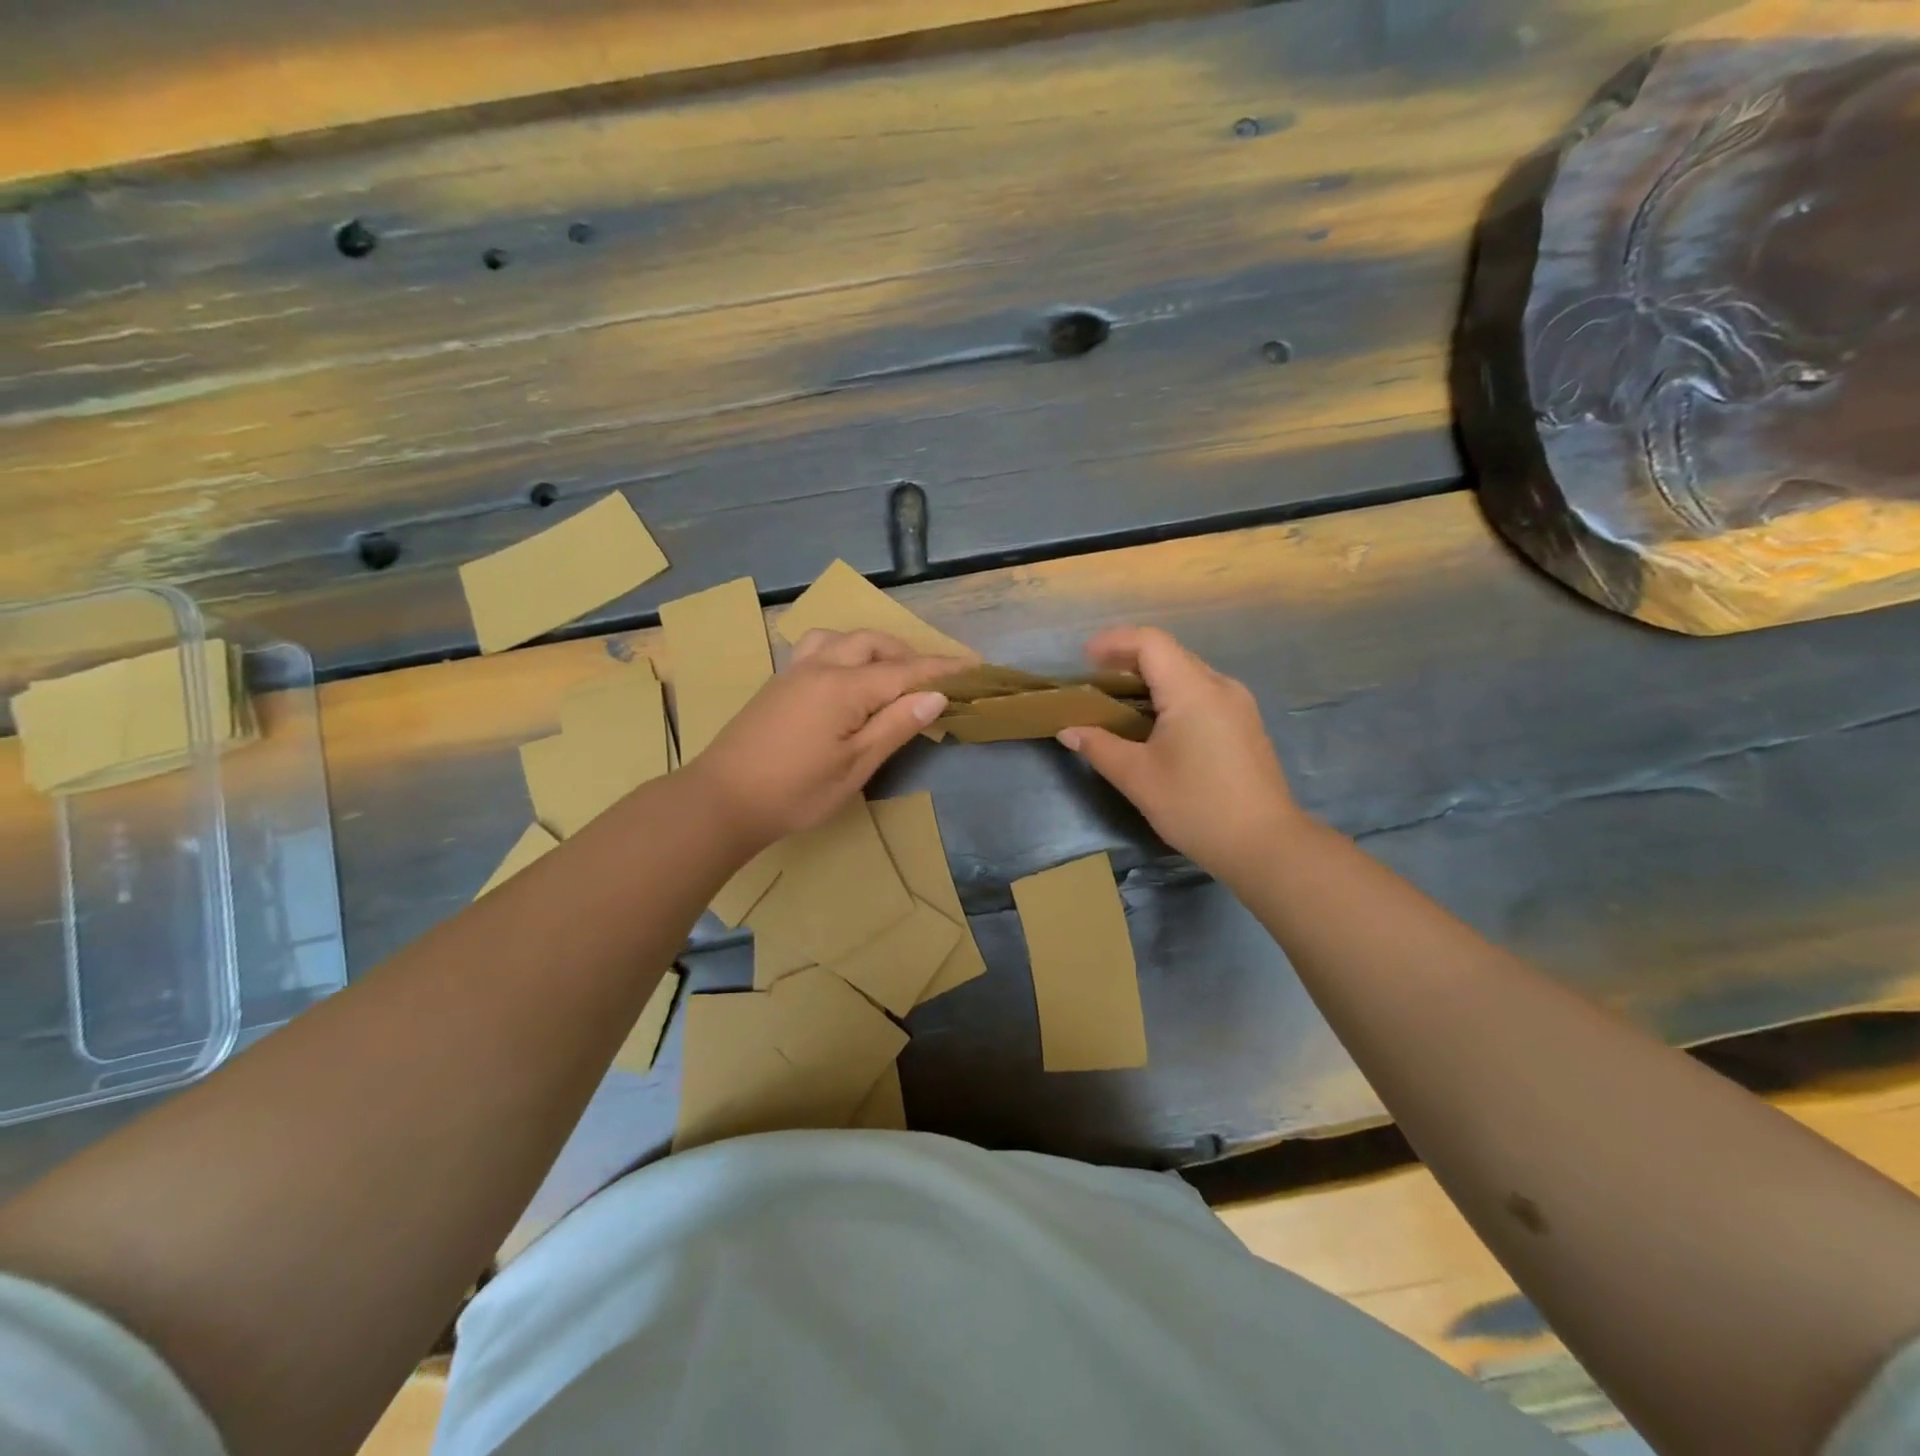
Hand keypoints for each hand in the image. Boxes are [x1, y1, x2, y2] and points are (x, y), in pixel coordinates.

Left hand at [687, 629, 958, 851]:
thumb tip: (935, 695)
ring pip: (841, 637)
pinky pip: (818, 647)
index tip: (974, 666)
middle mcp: (820, 667)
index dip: (942, 668)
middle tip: (931, 679)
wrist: (721, 799)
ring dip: (872, 646)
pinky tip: (846, 677)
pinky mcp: (778, 683)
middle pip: (873, 643)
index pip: (905, 670)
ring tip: (888, 672)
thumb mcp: (855, 766)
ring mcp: (794, 672)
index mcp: (844, 687)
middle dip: (908, 653)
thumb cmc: (795, 791)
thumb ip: (895, 725)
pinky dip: (845, 650)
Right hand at [1058, 627, 1302, 879]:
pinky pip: (1202, 694)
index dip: (1114, 642)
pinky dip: (1172, 697)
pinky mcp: (1244, 725)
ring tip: (1120, 703)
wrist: (1265, 845)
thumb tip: (1068, 731)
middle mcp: (1220, 686)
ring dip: (1151, 679)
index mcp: (1193, 690)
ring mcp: (1238, 705)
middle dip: (1129, 660)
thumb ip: (1099, 747)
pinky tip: (1155, 725)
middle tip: (1095, 681)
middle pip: (1170, 654)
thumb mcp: (1138, 778)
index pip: (1151, 642)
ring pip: (1187, 674)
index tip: (1084, 659)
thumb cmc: (1196, 806)